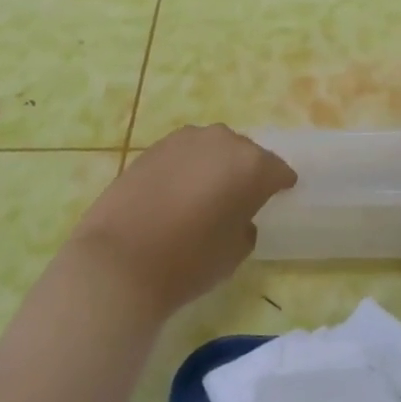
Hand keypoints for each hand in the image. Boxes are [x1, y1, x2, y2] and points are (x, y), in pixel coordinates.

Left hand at [64, 125, 297, 318]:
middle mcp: (221, 141)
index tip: (280, 197)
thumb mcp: (235, 252)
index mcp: (251, 165)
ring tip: (208, 192)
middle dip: (246, 171)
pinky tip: (179, 191)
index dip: (280, 185)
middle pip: (244, 152)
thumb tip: (239, 216)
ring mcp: (183, 140)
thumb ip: (246, 225)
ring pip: (211, 148)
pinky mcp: (152, 147)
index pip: (277, 170)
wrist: (120, 260)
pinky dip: (187, 167)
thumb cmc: (189, 261)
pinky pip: (183, 154)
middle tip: (242, 197)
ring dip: (215, 164)